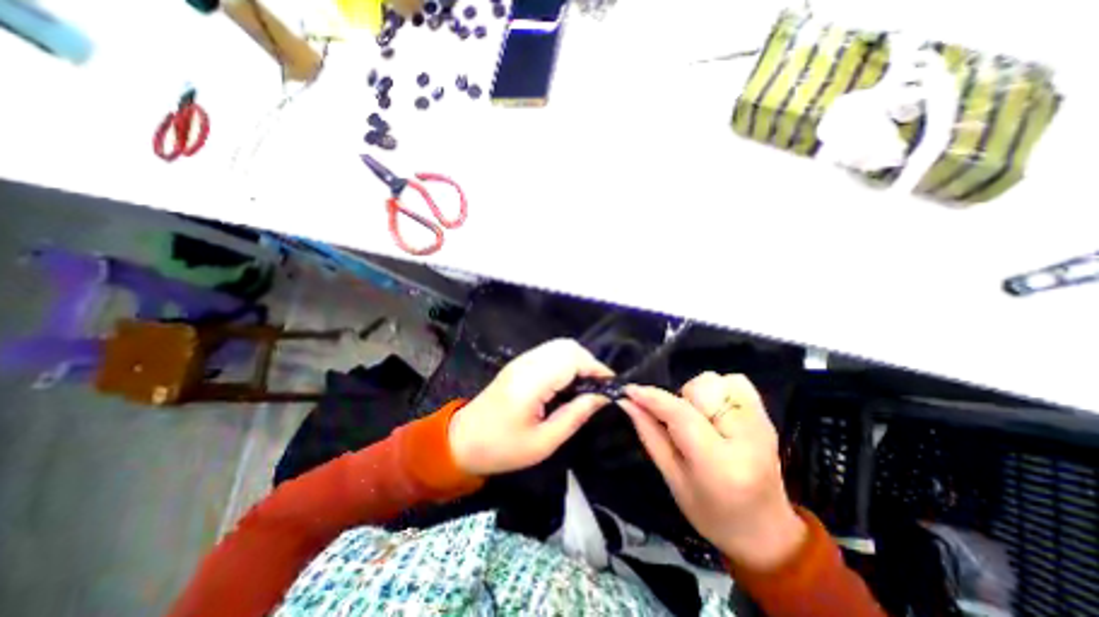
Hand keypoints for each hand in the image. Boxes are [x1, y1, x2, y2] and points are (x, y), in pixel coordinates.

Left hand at [449, 340, 617, 474]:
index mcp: (531, 382)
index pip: (572, 359)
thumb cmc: (502, 448)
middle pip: (567, 346)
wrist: (462, 440)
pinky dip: (566, 361)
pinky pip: (550, 352)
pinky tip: (569, 381)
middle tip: (599, 388)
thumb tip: (603, 398)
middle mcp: (527, 363)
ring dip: (578, 361)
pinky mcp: (520, 363)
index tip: (611, 387)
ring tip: (587, 386)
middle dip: (589, 363)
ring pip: (560, 346)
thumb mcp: (544, 442)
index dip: (596, 369)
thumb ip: (575, 416)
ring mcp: (521, 360)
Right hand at [616, 375, 804, 570]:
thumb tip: (627, 402)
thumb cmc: (711, 514)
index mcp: (720, 464)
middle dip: (680, 400)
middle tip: (679, 425)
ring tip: (699, 420)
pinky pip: (736, 381)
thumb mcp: (672, 478)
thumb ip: (649, 434)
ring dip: (698, 395)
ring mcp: (761, 423)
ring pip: (716, 381)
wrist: (766, 531)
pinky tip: (715, 412)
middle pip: (700, 389)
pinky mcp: (766, 417)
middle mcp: (747, 437)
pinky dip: (718, 390)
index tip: (629, 391)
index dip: (653, 398)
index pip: (681, 415)